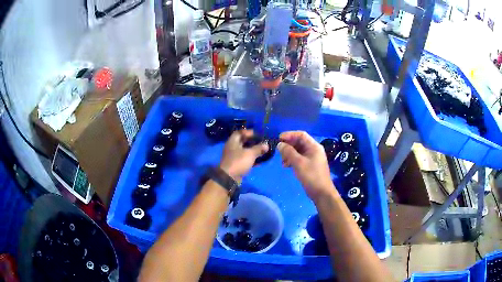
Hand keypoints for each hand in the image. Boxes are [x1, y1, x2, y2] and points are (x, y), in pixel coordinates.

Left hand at [219, 129, 268, 180]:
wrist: (229, 178)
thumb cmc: (238, 162)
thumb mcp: (250, 154)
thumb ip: (259, 148)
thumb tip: (266, 145)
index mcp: (233, 141)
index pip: (239, 132)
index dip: (248, 132)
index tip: (257, 134)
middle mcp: (231, 147)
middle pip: (242, 142)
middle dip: (252, 142)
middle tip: (261, 142)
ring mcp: (233, 157)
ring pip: (244, 151)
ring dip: (252, 151)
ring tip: (262, 151)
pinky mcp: (235, 164)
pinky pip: (244, 159)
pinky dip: (251, 159)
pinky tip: (259, 161)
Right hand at [277, 131, 336, 201]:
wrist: (321, 193)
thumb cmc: (311, 176)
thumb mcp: (298, 163)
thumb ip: (288, 152)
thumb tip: (279, 144)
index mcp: (314, 146)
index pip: (301, 135)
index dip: (289, 135)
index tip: (278, 139)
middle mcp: (313, 150)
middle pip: (299, 142)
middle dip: (288, 146)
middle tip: (279, 152)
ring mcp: (312, 158)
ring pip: (298, 151)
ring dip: (289, 154)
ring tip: (282, 161)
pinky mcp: (309, 165)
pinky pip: (299, 158)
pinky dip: (292, 160)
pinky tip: (286, 165)